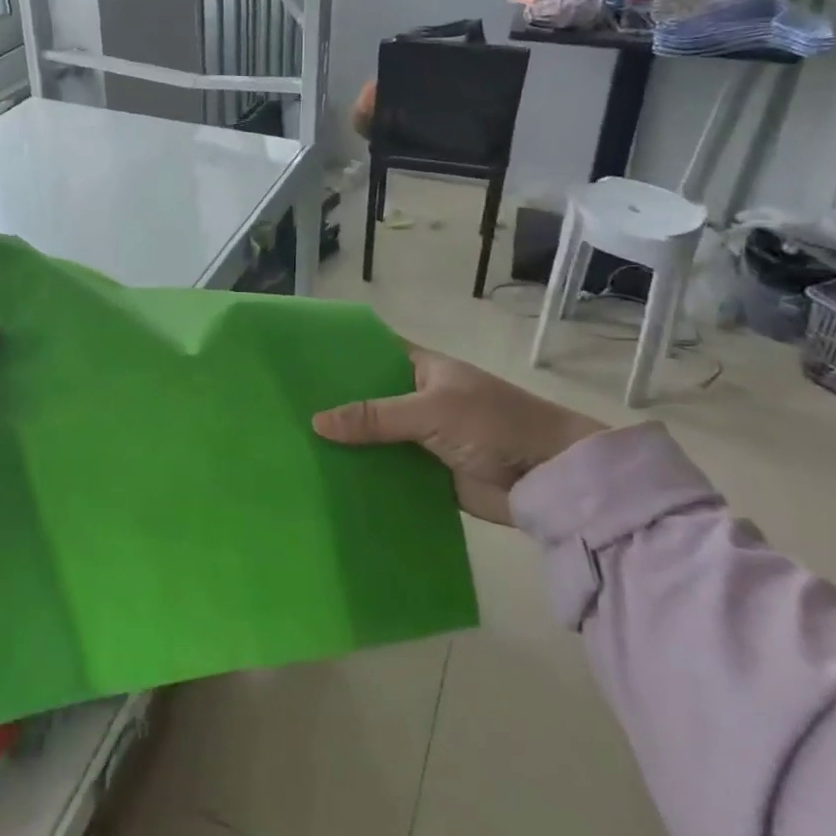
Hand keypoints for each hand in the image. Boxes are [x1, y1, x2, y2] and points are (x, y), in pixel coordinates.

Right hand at [313, 346, 601, 524]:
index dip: (340, 355)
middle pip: (368, 399)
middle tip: (285, 411)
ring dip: (348, 445)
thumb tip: (316, 422)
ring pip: (376, 438)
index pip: (372, 353)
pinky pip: (390, 472)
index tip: (298, 363)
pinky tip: (330, 482)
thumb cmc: (494, 424)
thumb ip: (375, 416)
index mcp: (421, 368)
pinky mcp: (429, 476)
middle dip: (335, 406)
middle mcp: (418, 399)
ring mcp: (423, 438)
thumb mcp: (431, 410)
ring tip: (295, 448)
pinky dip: (367, 477)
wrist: (551, 478)